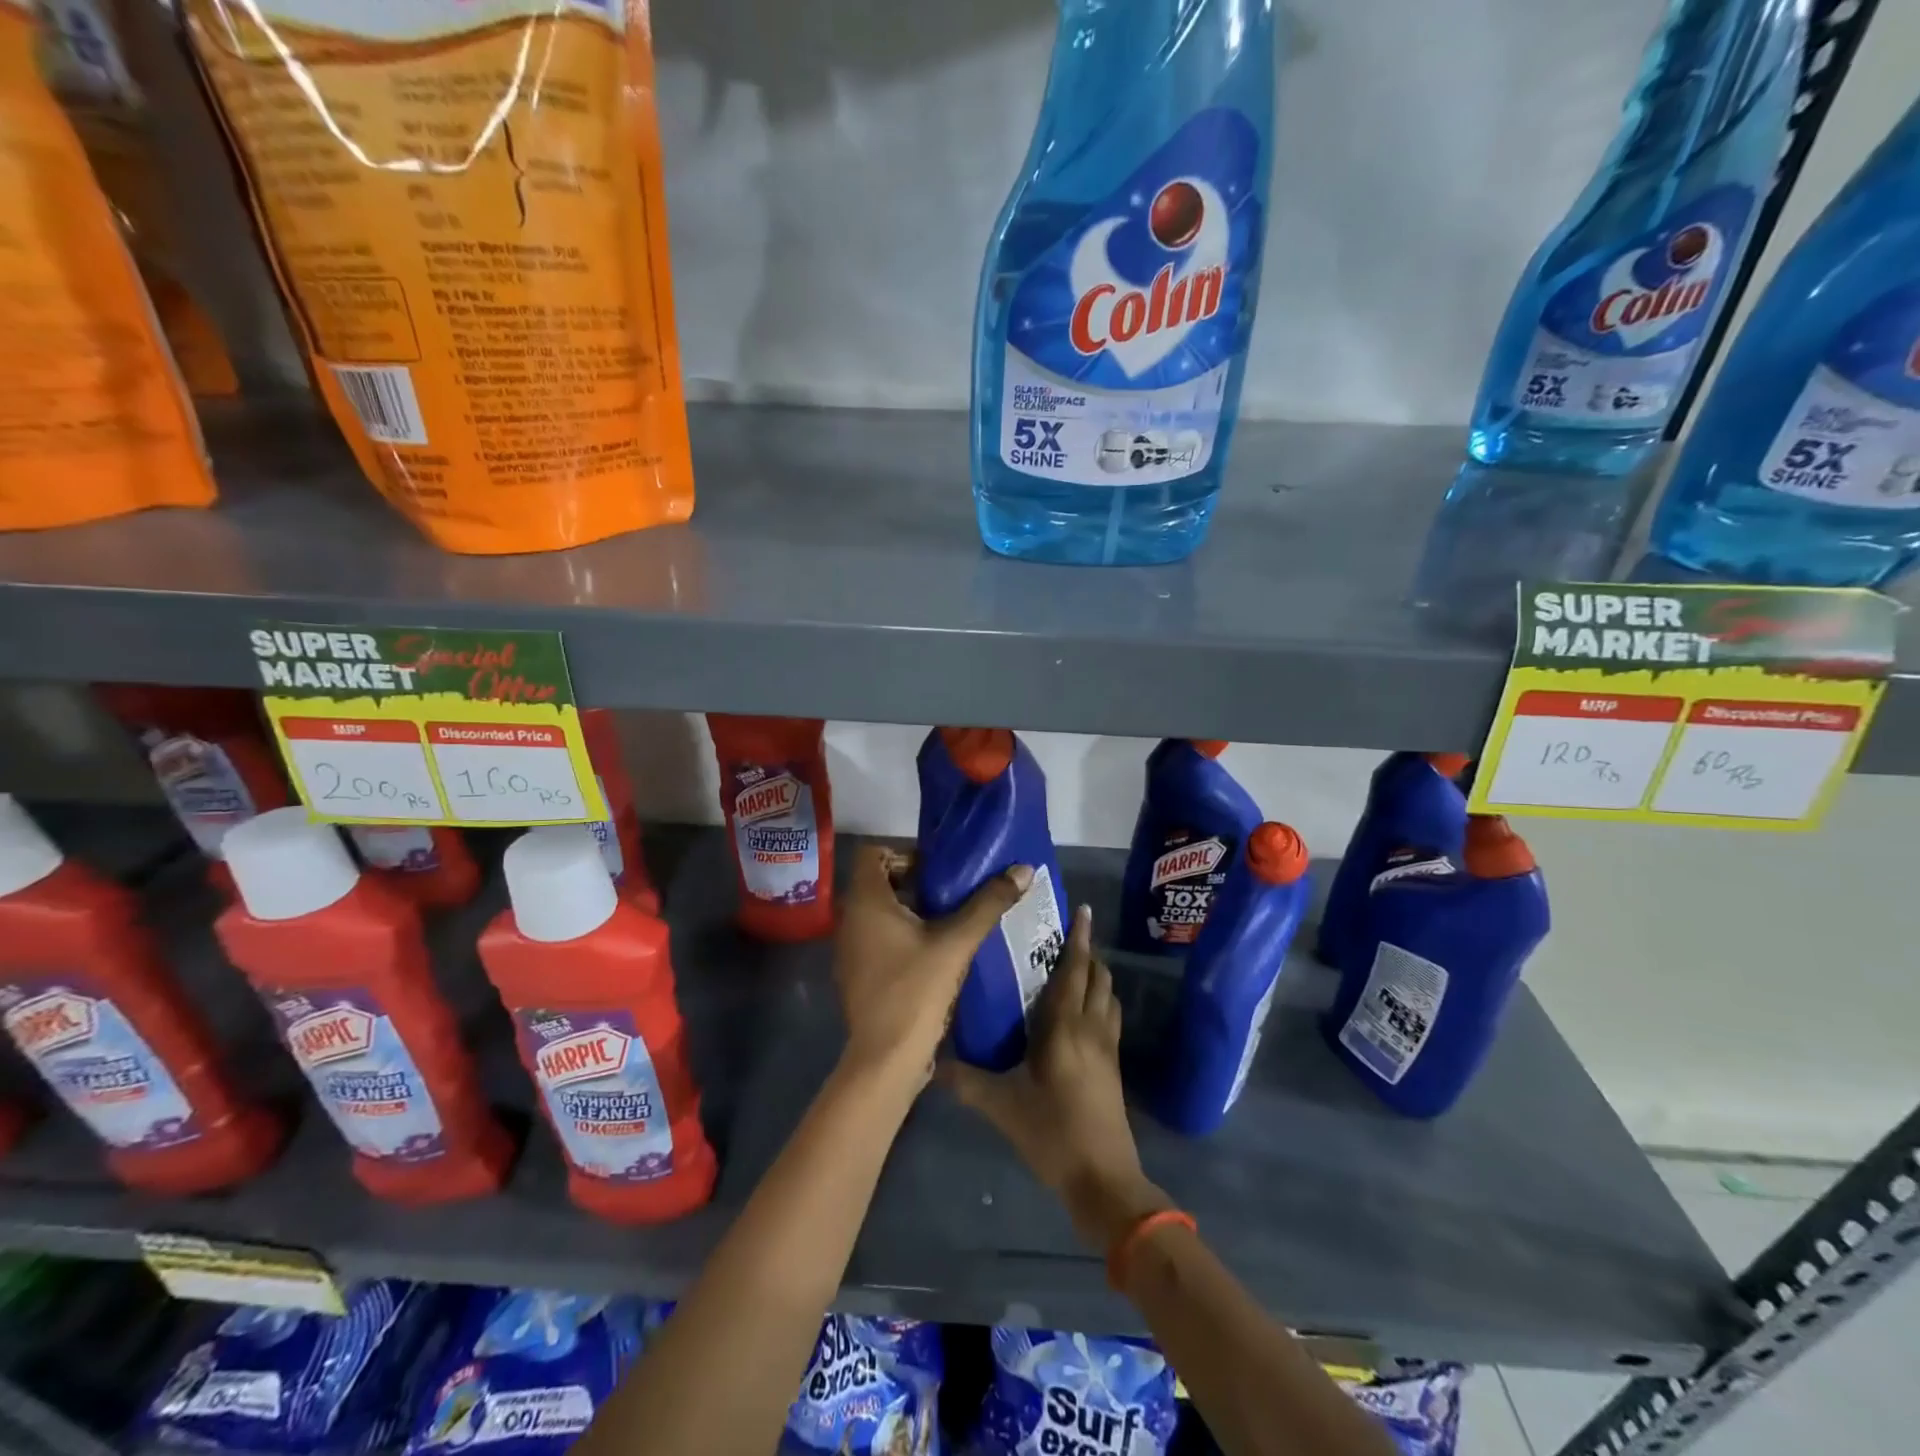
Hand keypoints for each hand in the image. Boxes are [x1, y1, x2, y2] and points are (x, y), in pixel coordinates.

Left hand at [832, 845, 1031, 1099]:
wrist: (885, 1059)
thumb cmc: (915, 991)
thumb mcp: (956, 943)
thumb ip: (988, 904)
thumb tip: (1023, 870)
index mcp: (866, 902)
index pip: (872, 853)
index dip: (903, 853)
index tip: (937, 868)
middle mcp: (850, 920)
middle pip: (878, 882)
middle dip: (914, 882)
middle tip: (951, 892)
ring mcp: (850, 950)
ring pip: (878, 913)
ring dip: (910, 910)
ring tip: (949, 920)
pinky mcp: (857, 974)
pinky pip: (877, 939)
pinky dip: (901, 936)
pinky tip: (933, 953)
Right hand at [944, 905, 1172, 1249]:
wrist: (1104, 1180)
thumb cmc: (1052, 1134)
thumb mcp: (1002, 1107)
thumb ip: (966, 1081)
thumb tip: (930, 1062)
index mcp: (1066, 1026)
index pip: (1075, 969)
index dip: (1079, 938)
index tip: (1081, 910)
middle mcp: (1092, 1028)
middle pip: (1098, 977)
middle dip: (1087, 952)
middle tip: (1066, 936)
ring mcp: (1107, 1048)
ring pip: (1108, 996)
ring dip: (1096, 976)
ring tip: (1074, 967)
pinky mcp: (1113, 1067)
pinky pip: (1109, 1018)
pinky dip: (1099, 1001)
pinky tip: (1081, 1014)